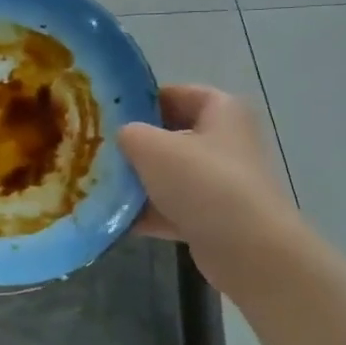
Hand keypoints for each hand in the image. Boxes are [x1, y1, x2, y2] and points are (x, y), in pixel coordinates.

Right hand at [118, 85, 304, 298]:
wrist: (248, 250)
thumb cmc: (203, 183)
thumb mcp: (152, 148)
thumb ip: (129, 134)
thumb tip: (123, 137)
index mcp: (221, 111)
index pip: (176, 94)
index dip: (140, 101)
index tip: (108, 115)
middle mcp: (226, 142)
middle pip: (171, 136)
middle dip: (135, 145)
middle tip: (97, 150)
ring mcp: (222, 182)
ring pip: (170, 175)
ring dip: (138, 182)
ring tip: (98, 185)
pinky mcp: (215, 218)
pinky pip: (174, 208)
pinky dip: (149, 213)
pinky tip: (115, 219)